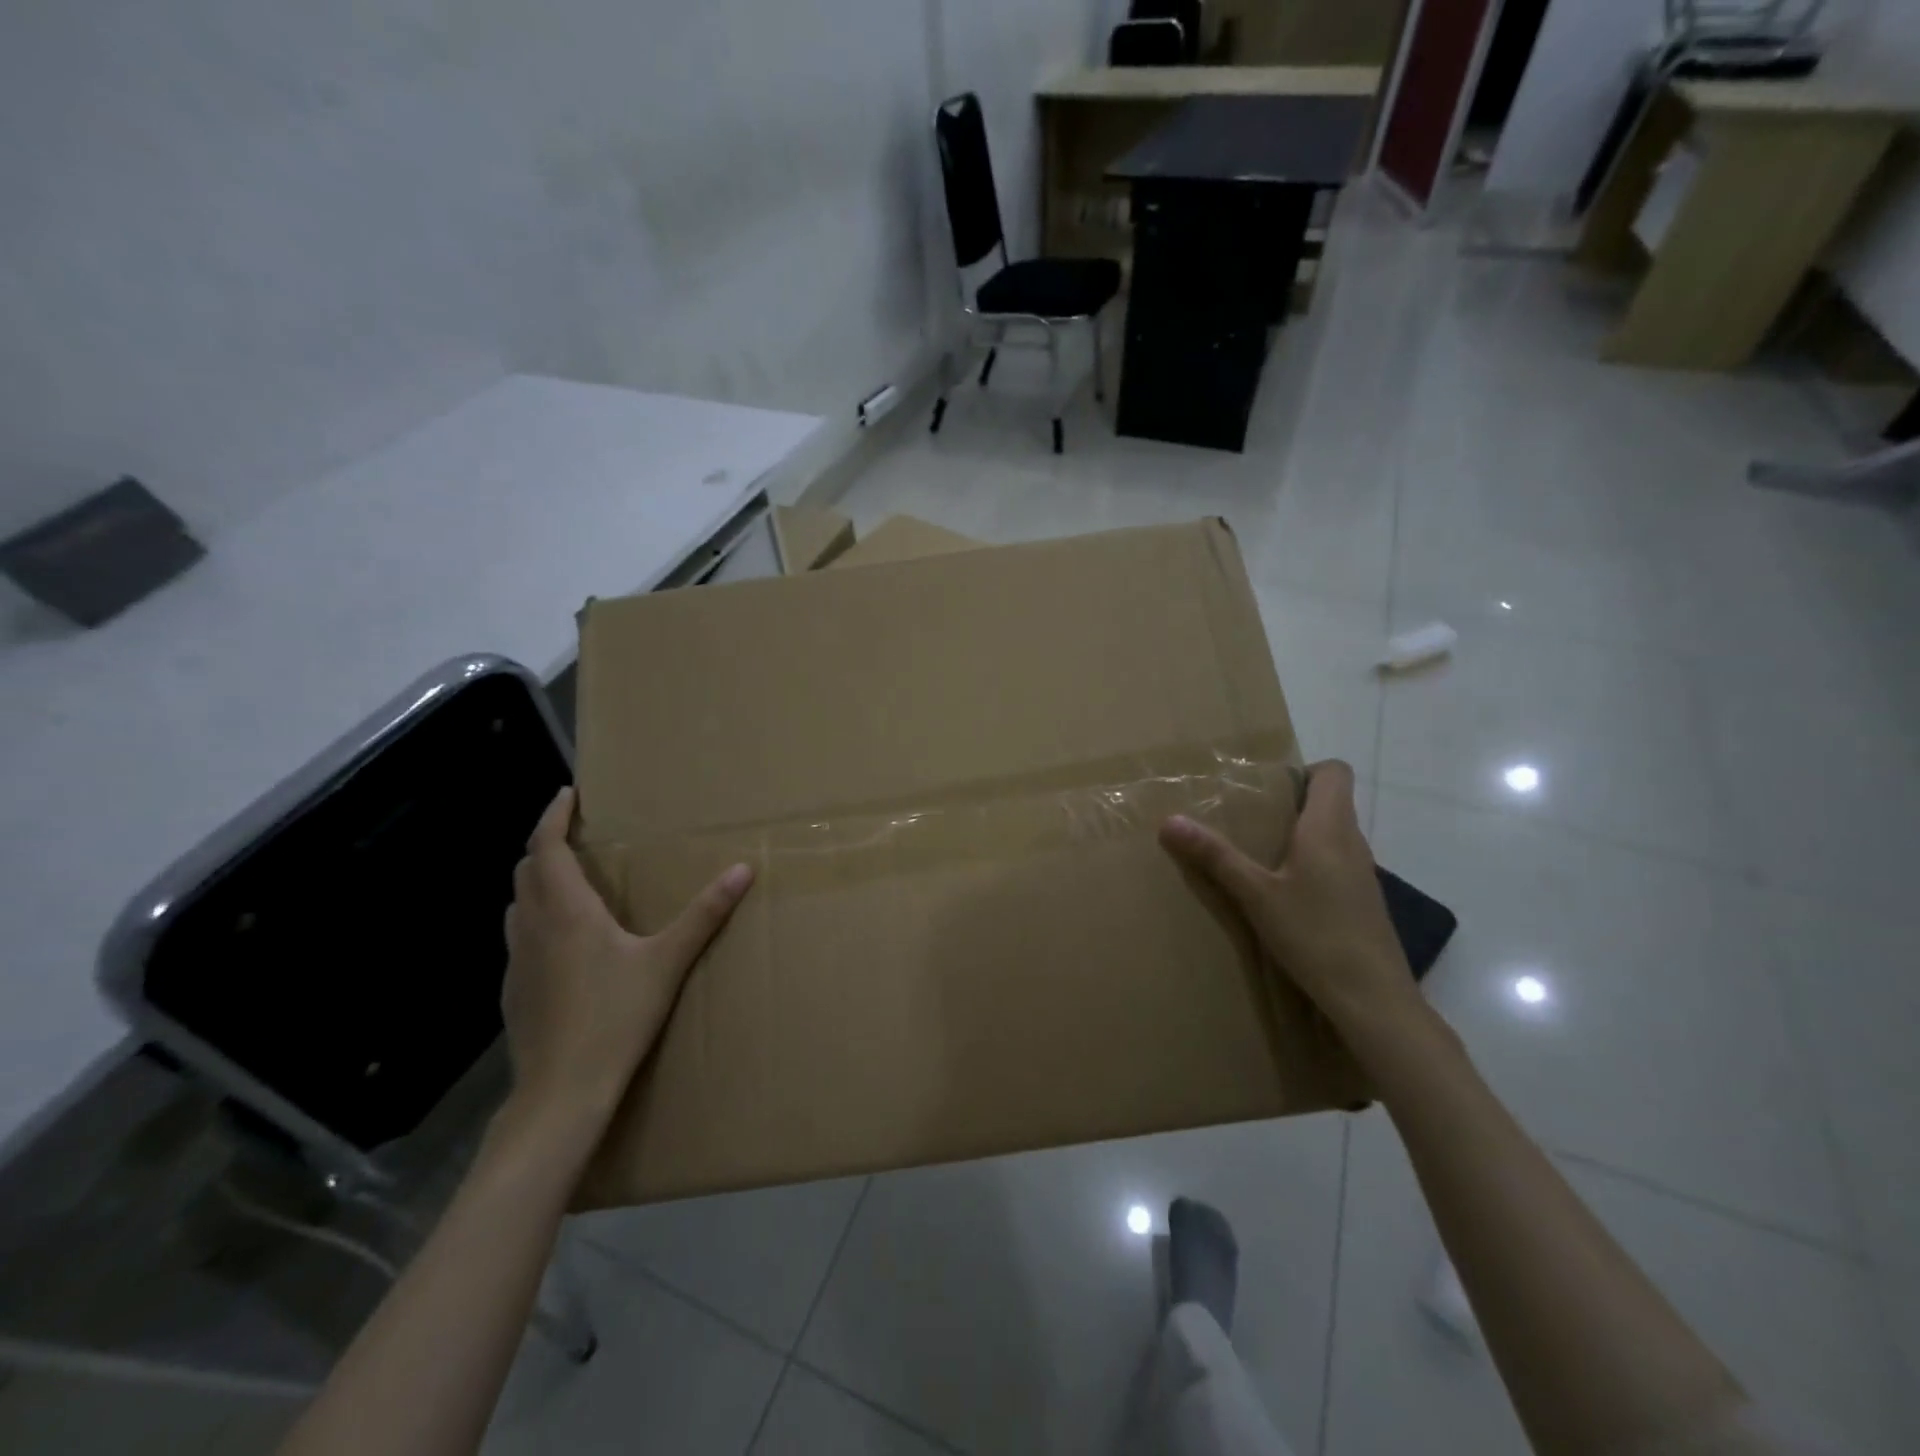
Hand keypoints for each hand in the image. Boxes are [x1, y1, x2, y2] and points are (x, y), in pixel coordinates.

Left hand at [500, 788, 753, 1126]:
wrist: (561, 1092)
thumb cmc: (615, 1018)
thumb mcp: (667, 962)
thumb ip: (705, 914)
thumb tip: (743, 869)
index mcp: (566, 911)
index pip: (546, 846)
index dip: (553, 815)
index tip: (569, 794)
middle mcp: (532, 926)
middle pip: (527, 869)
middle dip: (548, 844)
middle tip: (578, 835)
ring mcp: (516, 960)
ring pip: (517, 903)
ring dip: (538, 880)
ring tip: (571, 880)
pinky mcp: (512, 990)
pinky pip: (519, 935)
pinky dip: (535, 918)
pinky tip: (564, 942)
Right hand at [1159, 760, 1430, 1054]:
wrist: (1372, 998)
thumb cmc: (1315, 935)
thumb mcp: (1255, 895)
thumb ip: (1215, 856)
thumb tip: (1170, 821)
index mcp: (1330, 828)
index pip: (1335, 771)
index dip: (1304, 770)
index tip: (1267, 788)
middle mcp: (1353, 842)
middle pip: (1330, 801)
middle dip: (1290, 804)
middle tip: (1247, 819)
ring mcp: (1363, 873)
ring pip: (1333, 835)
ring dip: (1299, 836)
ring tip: (1258, 854)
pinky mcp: (1363, 901)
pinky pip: (1336, 864)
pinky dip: (1311, 865)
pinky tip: (1283, 894)